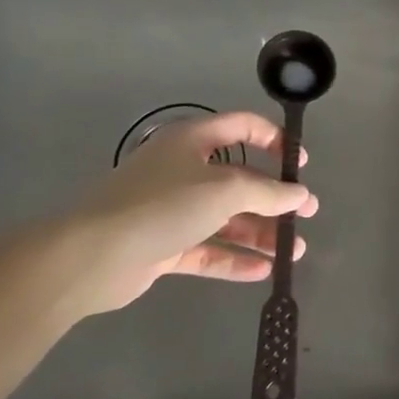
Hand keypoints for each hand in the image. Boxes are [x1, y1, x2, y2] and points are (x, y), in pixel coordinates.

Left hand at [22, 111, 317, 316]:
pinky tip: (263, 272)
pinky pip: (207, 249)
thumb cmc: (163, 205)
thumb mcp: (225, 189)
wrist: (91, 257)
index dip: (275, 139)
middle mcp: (182, 171)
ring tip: (294, 251)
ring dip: (260, 232)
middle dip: (274, 198)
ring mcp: (171, 210)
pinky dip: (234, 258)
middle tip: (307, 213)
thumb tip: (300, 195)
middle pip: (238, 180)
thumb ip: (268, 191)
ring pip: (225, 218)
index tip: (300, 162)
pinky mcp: (163, 246)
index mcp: (192, 142)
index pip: (242, 127)